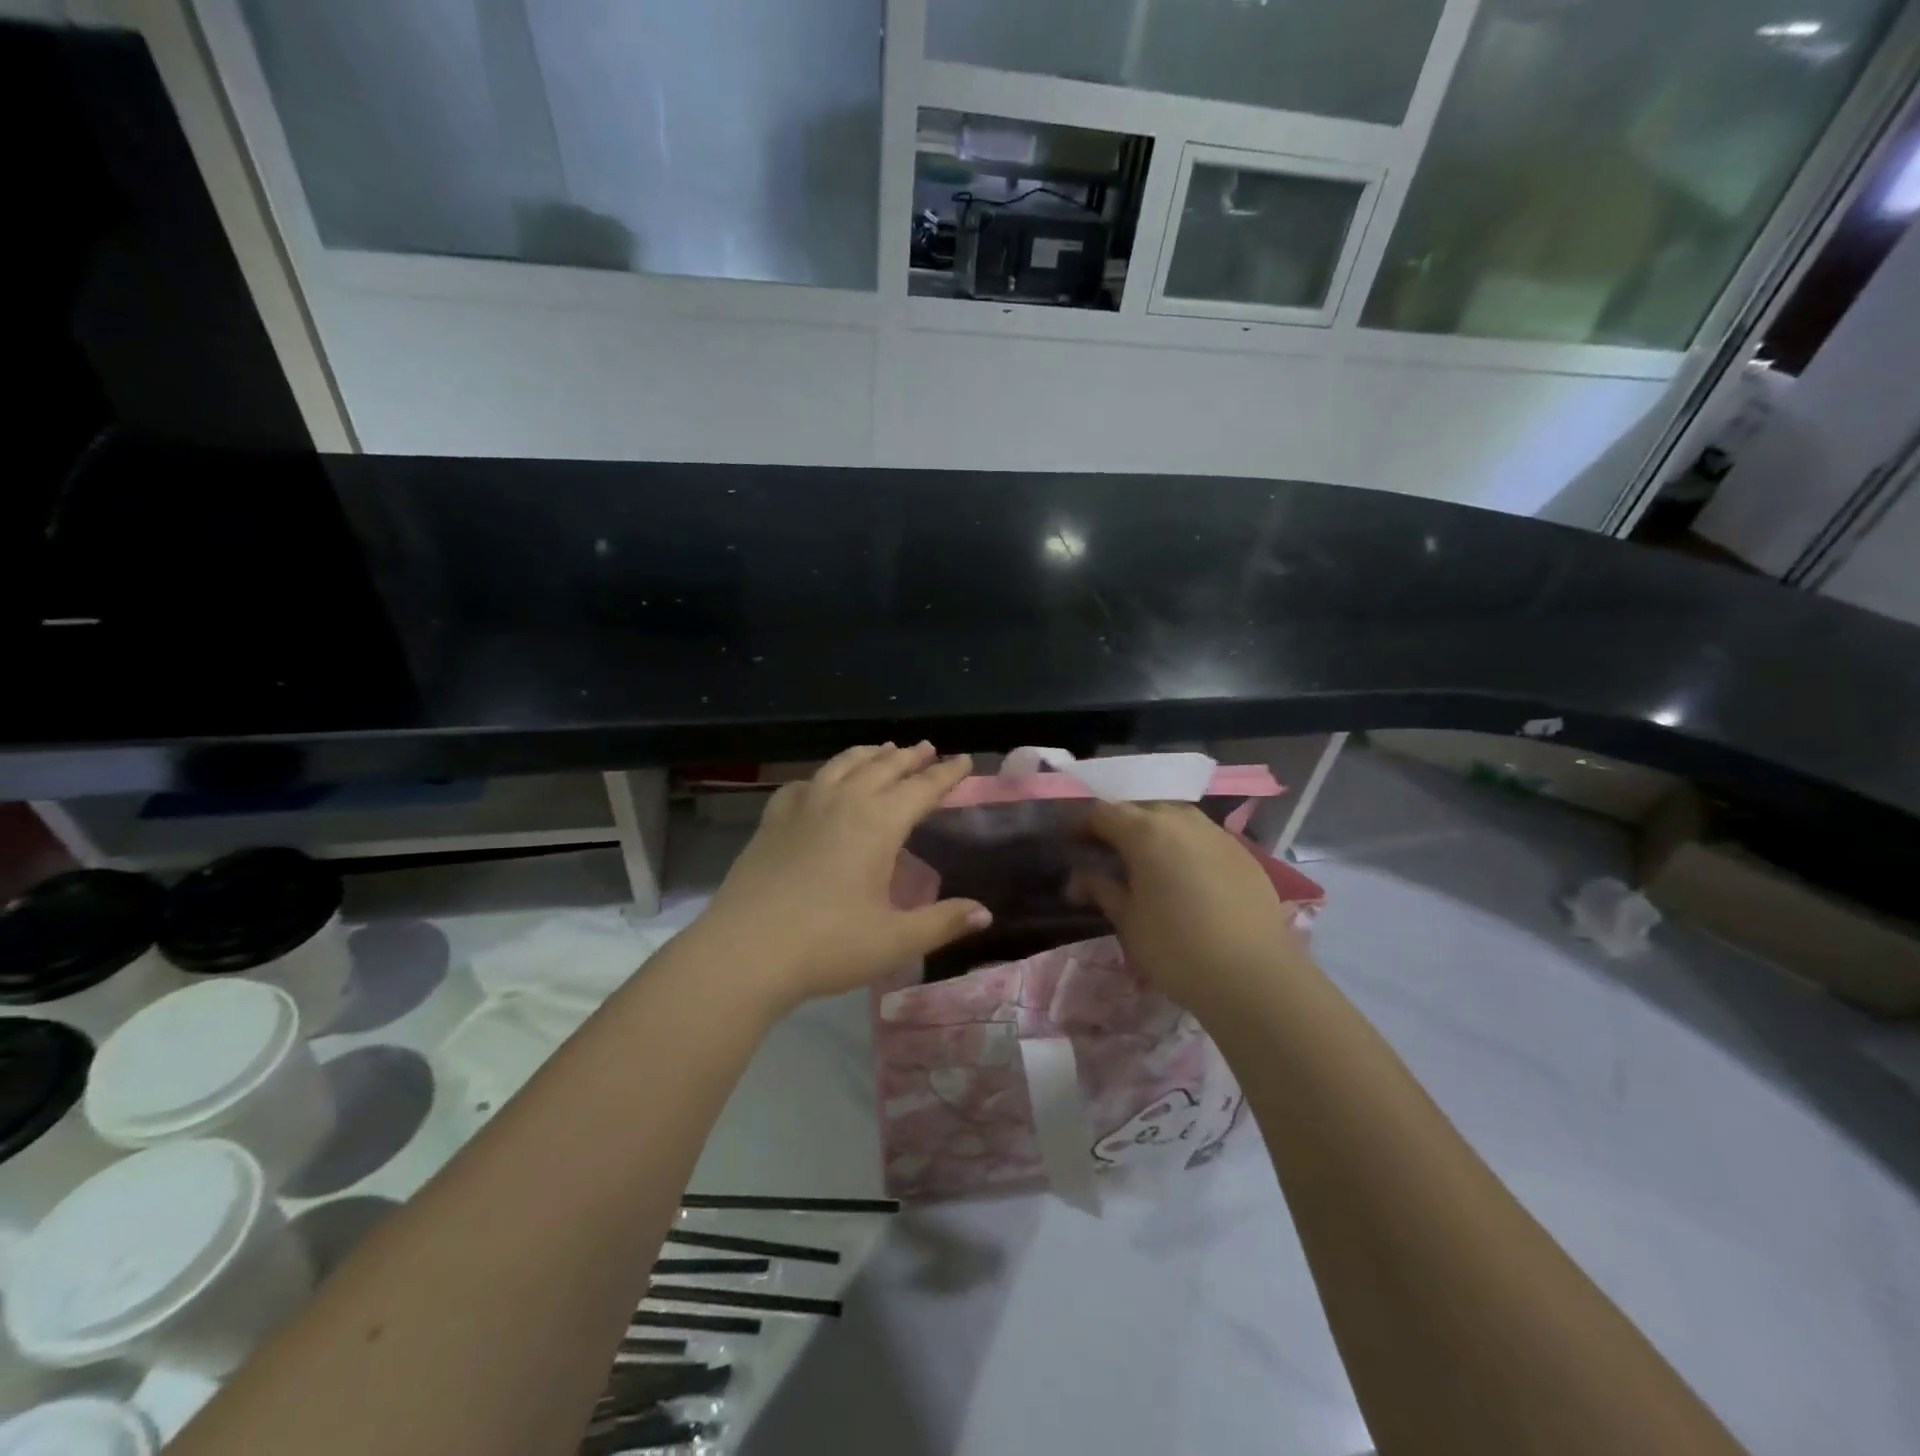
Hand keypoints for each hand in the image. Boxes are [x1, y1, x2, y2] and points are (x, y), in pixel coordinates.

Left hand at [698, 743, 990, 1011]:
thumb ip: (943, 923)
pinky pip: (802, 785)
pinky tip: (819, 784)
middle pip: (882, 768)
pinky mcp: (772, 822)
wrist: (745, 952)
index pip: (922, 788)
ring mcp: (802, 809)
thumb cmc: (828, 945)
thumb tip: (985, 913)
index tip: (963, 760)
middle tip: (927, 749)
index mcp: (878, 824)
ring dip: (867, 755)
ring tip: (882, 750)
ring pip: (841, 766)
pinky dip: (820, 777)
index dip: (946, 774)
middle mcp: (842, 803)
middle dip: (909, 757)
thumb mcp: (895, 940)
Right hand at [1071, 802, 1313, 1010]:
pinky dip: (1184, 847)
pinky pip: (1202, 837)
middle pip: (1140, 809)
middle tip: (1105, 853)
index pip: (1102, 812)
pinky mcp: (1243, 853)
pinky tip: (1183, 875)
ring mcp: (1217, 834)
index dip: (1081, 825)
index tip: (1070, 843)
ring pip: (1175, 818)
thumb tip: (1081, 878)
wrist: (1255, 976)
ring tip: (1145, 862)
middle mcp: (1181, 820)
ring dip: (1154, 832)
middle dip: (1119, 825)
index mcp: (1146, 830)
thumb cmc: (1176, 948)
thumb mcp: (1128, 921)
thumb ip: (1102, 889)